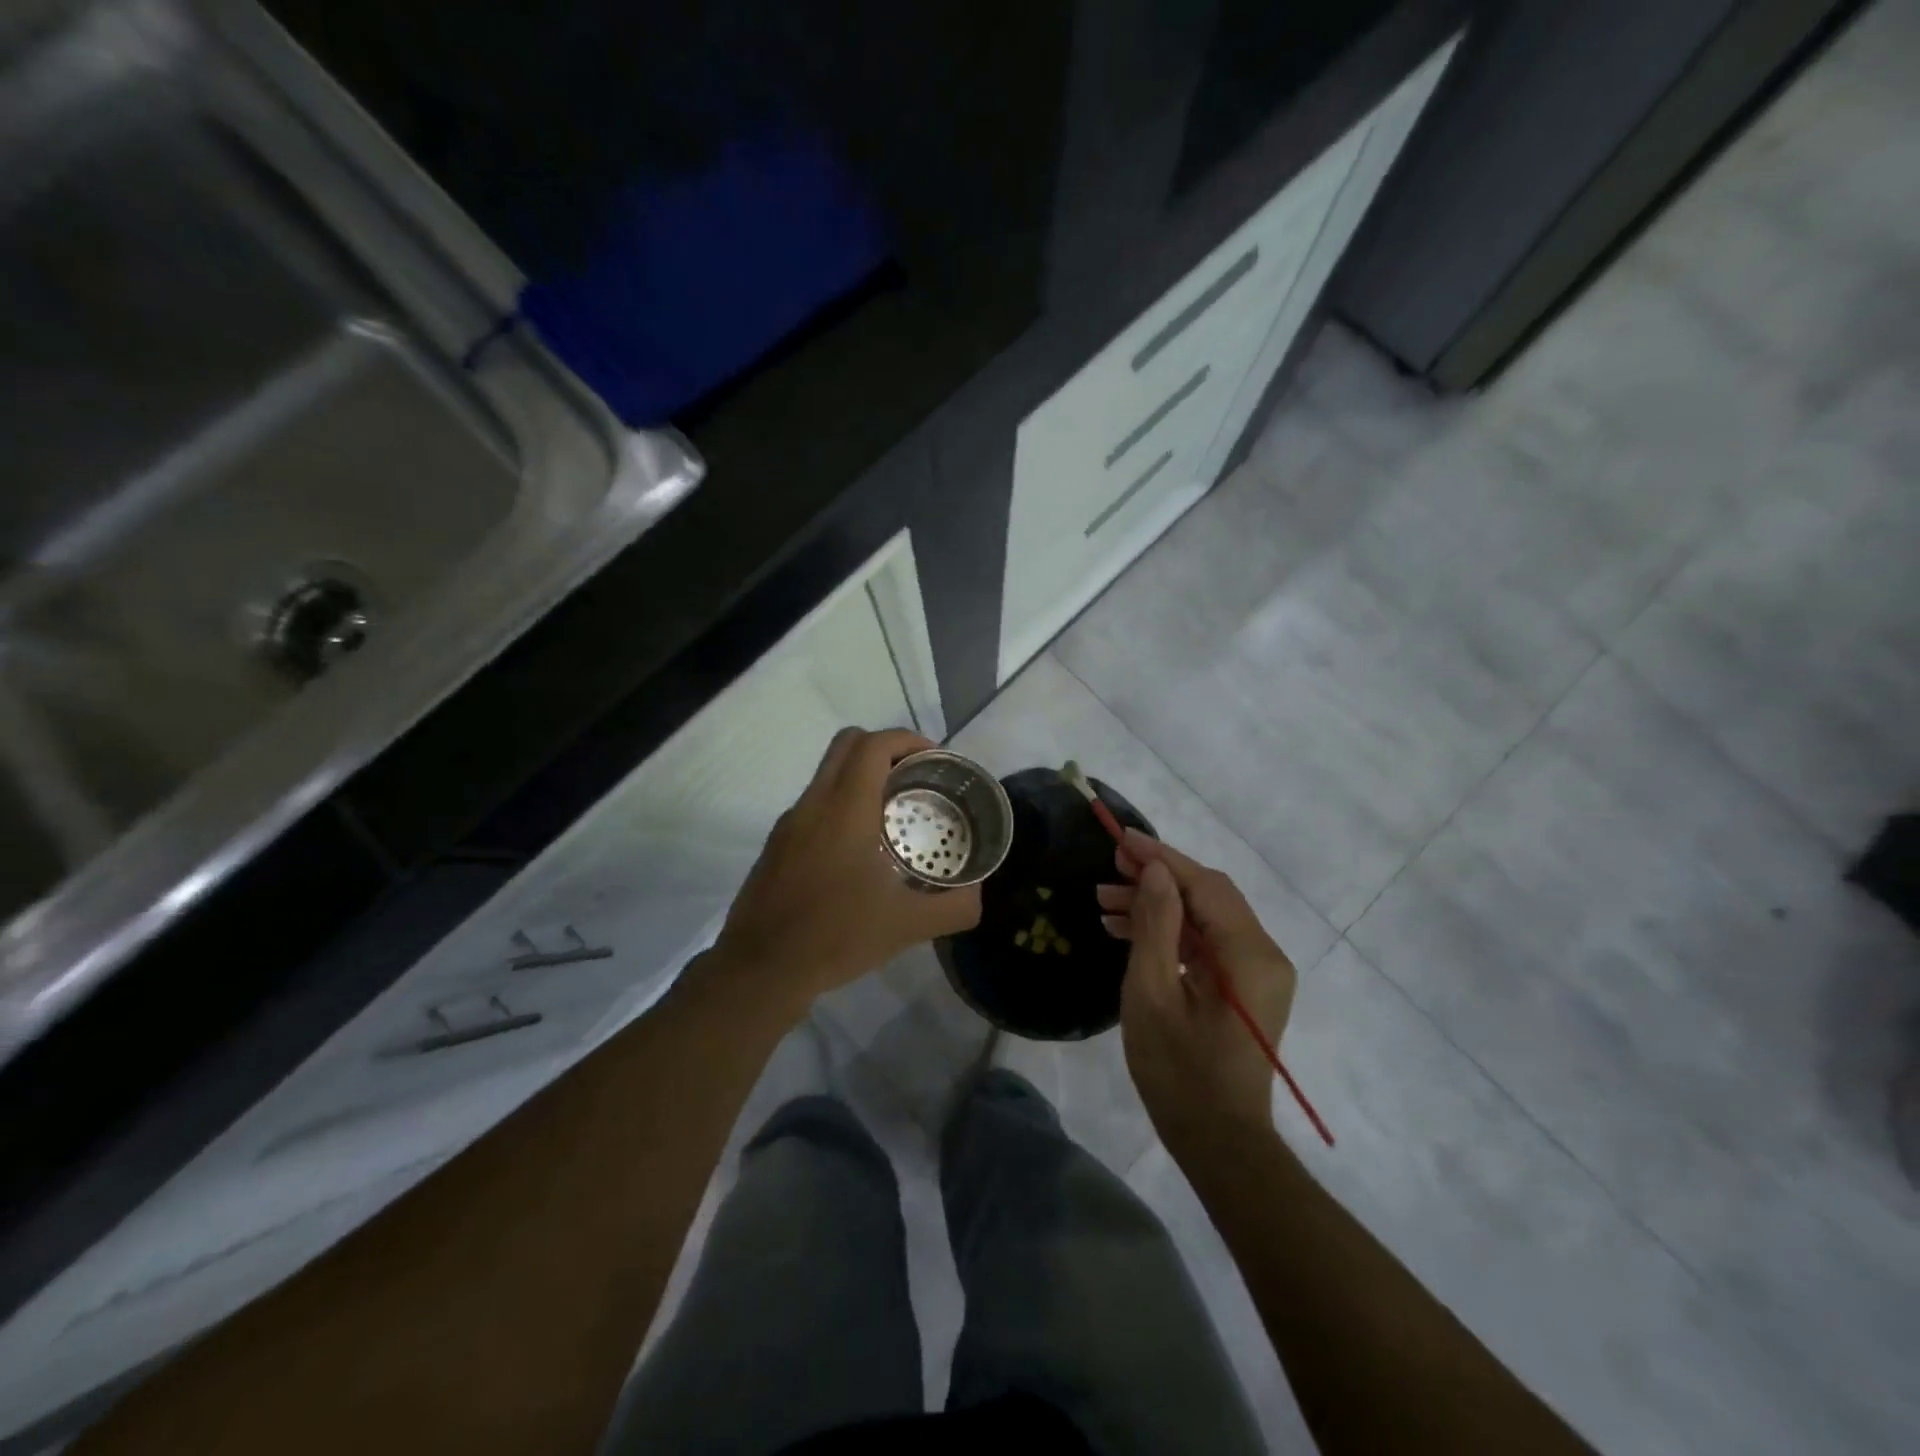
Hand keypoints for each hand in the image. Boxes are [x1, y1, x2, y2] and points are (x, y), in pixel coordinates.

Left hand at [706, 727, 981, 1015]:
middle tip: (917, 776)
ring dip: (863, 776)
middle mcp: (814, 804)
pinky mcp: (777, 844)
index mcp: (845, 810)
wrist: (760, 970)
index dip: (908, 740)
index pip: (873, 745)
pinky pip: (815, 803)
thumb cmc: (835, 937)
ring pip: (828, 773)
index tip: (935, 759)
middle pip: (847, 744)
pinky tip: (861, 849)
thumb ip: (953, 907)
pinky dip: (843, 803)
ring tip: (895, 813)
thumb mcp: (907, 927)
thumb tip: (978, 895)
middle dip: (886, 747)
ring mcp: (790, 823)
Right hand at [1100, 831, 1296, 1153]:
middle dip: (1157, 878)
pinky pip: (1207, 944)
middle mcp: (1264, 954)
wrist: (1219, 1142)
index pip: (1204, 885)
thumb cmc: (1178, 1071)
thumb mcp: (1152, 993)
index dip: (1161, 859)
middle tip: (1108, 870)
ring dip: (1159, 906)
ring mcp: (1258, 972)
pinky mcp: (1246, 987)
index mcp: (1249, 954)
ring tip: (1105, 904)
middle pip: (1208, 896)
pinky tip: (1127, 932)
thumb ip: (1156, 925)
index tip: (1121, 839)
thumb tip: (1155, 871)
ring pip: (1205, 918)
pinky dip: (1171, 933)